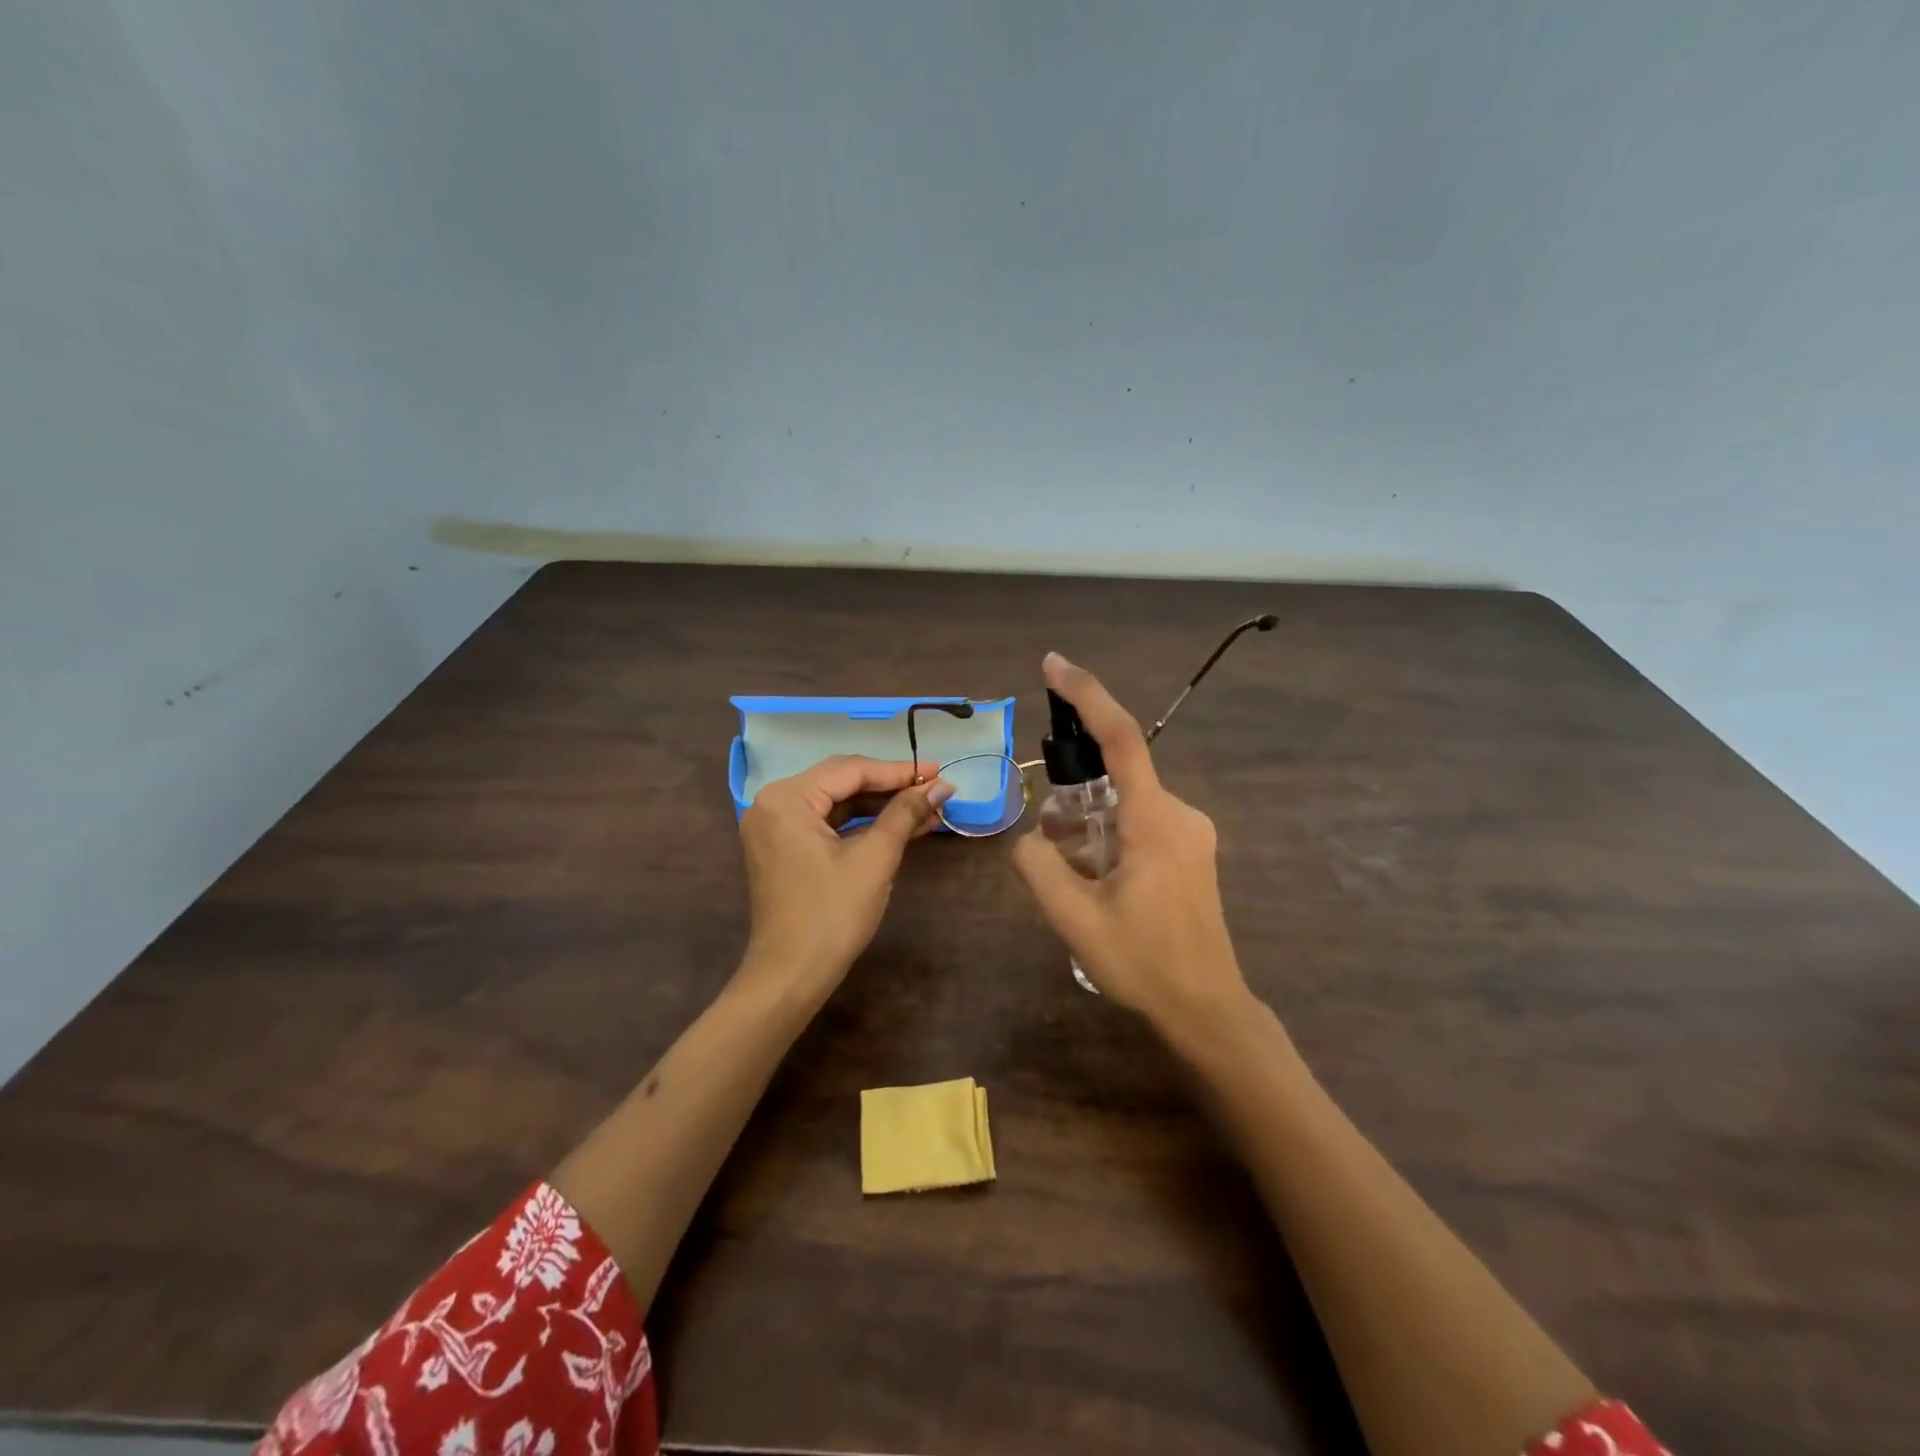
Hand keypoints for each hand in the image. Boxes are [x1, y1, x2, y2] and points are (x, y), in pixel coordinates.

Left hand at [738, 756, 952, 1001]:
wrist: (792, 976)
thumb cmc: (832, 914)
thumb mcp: (875, 858)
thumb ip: (905, 813)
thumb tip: (942, 786)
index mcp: (786, 798)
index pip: (851, 770)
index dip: (899, 771)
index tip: (938, 772)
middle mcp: (773, 802)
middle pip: (841, 781)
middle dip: (890, 786)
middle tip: (934, 787)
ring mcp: (774, 826)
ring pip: (837, 803)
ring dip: (880, 807)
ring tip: (926, 809)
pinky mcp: (783, 847)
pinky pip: (826, 823)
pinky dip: (861, 825)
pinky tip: (899, 826)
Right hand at [1012, 653, 1249, 1028]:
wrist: (1206, 1008)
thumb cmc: (1142, 964)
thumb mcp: (1073, 919)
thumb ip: (1038, 866)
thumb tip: (1031, 839)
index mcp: (1154, 823)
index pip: (1122, 739)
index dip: (1087, 695)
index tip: (1054, 665)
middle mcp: (1179, 814)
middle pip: (1118, 773)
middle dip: (1076, 790)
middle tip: (1055, 844)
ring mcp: (1192, 831)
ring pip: (1127, 800)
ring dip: (1091, 821)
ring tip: (1077, 877)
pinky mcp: (1193, 849)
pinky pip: (1141, 819)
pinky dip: (1109, 832)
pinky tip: (1099, 879)